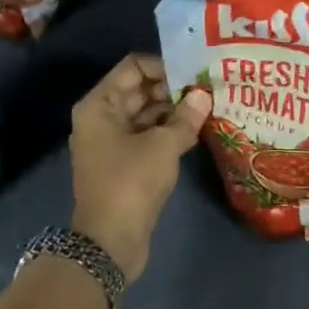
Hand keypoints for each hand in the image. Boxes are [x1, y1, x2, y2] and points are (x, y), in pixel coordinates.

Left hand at [69, 54, 211, 280]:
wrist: (110, 242)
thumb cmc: (131, 183)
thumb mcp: (163, 146)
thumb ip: (186, 117)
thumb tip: (204, 95)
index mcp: (100, 105)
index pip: (133, 67)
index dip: (165, 66)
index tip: (195, 73)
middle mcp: (101, 118)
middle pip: (140, 89)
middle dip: (173, 88)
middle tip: (209, 88)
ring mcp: (111, 141)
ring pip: (146, 114)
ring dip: (174, 111)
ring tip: (209, 107)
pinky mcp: (124, 162)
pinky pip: (148, 136)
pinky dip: (169, 131)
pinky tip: (198, 130)